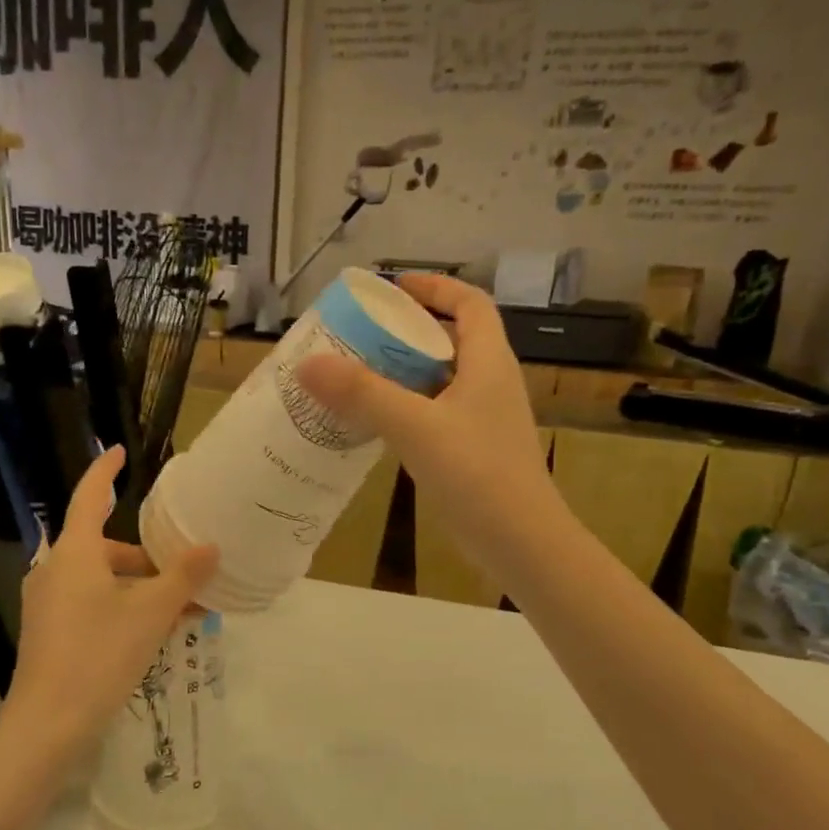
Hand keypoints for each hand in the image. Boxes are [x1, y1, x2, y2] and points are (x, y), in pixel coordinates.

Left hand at [0, 445, 218, 762]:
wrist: (47, 725)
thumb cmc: (100, 656)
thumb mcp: (151, 614)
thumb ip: (182, 576)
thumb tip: (210, 547)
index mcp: (75, 553)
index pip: (90, 496)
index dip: (105, 471)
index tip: (120, 452)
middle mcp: (55, 570)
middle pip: (105, 547)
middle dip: (146, 558)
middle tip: (185, 576)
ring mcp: (48, 602)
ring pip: (101, 579)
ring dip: (139, 588)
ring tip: (179, 612)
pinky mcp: (48, 630)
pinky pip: (91, 603)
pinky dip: (121, 607)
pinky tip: (151, 634)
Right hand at [296, 274, 562, 586]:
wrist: (521, 542)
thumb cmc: (477, 474)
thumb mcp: (415, 427)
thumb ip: (362, 393)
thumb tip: (307, 363)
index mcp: (489, 362)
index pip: (471, 304)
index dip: (436, 287)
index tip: (394, 288)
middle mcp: (490, 383)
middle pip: (451, 340)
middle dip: (407, 331)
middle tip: (360, 335)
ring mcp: (483, 420)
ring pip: (440, 381)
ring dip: (403, 373)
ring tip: (356, 375)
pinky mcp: (472, 451)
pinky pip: (435, 414)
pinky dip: (406, 408)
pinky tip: (374, 424)